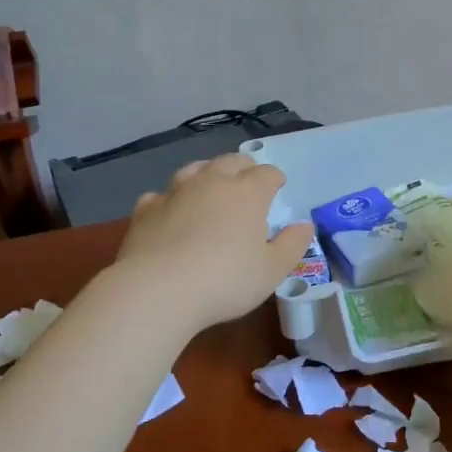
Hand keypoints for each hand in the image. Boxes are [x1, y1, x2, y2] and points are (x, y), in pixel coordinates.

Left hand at [116, 153, 314, 331]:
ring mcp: (175, 192)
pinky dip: (171, 199)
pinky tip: (170, 213)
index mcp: (247, 193)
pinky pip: (162, 194)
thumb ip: (292, 245)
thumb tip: (304, 225)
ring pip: (195, 169)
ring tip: (211, 188)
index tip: (278, 189)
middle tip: (248, 184)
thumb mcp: (272, 271)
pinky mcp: (146, 209)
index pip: (267, 173)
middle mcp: (211, 182)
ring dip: (207, 174)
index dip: (275, 179)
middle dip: (244, 168)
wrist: (158, 290)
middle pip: (231, 161)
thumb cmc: (225, 281)